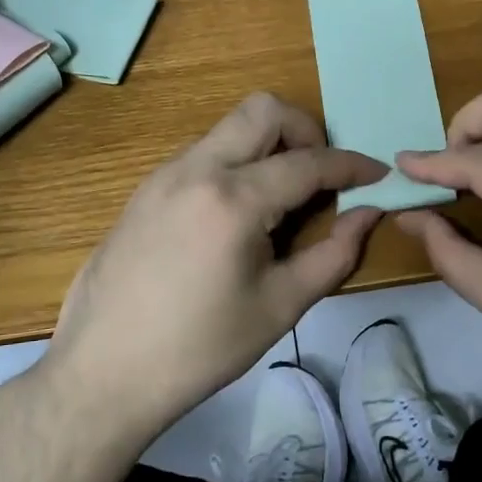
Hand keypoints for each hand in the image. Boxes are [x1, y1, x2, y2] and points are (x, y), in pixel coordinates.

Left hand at [41, 93, 385, 433]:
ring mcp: (163, 175)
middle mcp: (196, 169)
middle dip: (305, 130)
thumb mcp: (280, 306)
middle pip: (263, 110)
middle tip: (320, 177)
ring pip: (228, 128)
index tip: (377, 174)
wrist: (103, 372)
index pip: (308, 162)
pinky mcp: (144, 190)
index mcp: (233, 199)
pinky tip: (237, 216)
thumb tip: (368, 214)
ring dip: (267, 146)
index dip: (351, 166)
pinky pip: (202, 154)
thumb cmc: (200, 348)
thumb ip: (334, 254)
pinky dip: (234, 164)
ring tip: (281, 200)